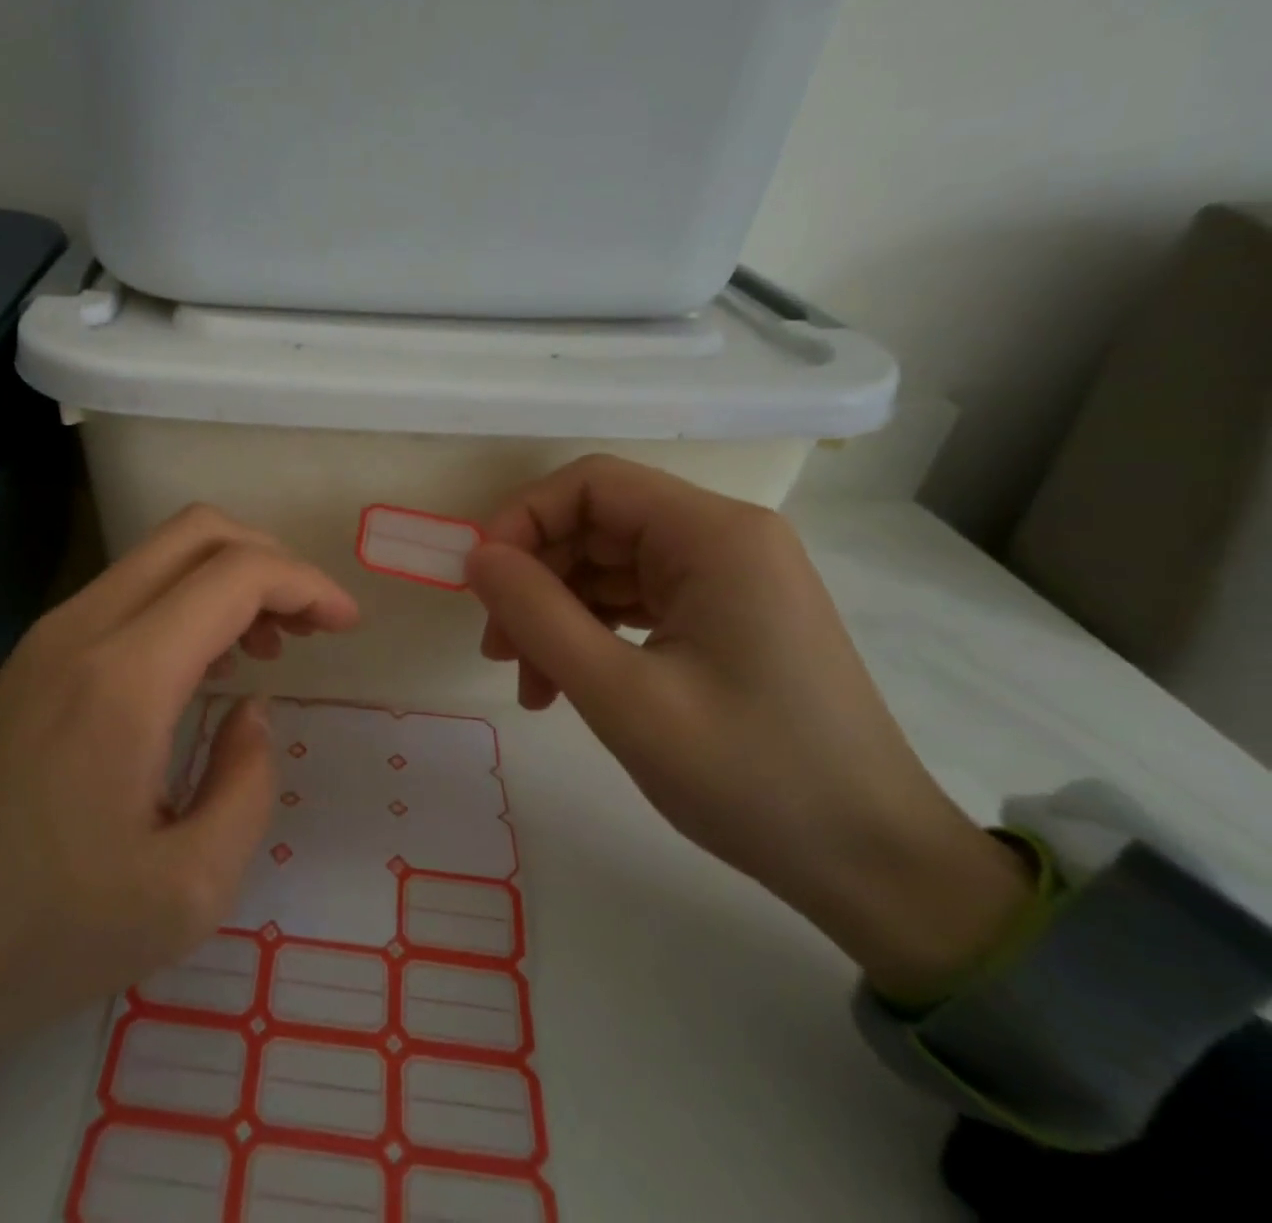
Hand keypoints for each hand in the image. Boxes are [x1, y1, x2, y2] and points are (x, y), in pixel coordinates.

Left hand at [0, 505, 359, 1113]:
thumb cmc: (48, 933)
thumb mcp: (189, 891)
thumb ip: (246, 783)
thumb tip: (252, 710)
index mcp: (126, 677)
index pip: (237, 574)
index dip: (307, 585)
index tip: (346, 625)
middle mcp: (85, 628)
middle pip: (198, 532)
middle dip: (272, 560)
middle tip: (310, 623)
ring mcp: (51, 634)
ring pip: (162, 554)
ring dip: (229, 579)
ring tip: (265, 647)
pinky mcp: (34, 655)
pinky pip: (131, 591)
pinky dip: (188, 602)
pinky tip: (204, 666)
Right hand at [468, 456, 1032, 1002]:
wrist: (873, 865)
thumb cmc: (750, 775)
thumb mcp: (623, 696)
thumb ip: (538, 615)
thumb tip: (476, 556)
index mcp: (714, 535)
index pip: (593, 484)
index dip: (523, 519)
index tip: (482, 583)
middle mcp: (725, 540)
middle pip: (597, 526)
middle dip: (535, 580)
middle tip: (498, 649)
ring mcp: (727, 580)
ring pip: (608, 568)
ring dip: (557, 616)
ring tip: (531, 685)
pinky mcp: (725, 619)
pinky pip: (635, 604)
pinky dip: (591, 636)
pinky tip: (566, 687)